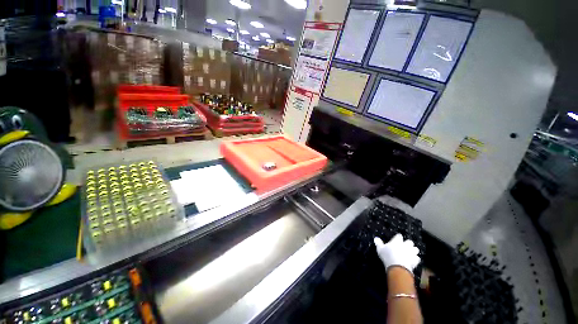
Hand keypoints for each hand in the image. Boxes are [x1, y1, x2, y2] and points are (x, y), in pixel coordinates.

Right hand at [374, 233, 420, 274]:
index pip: (399, 236)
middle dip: (408, 243)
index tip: (397, 239)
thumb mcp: (380, 249)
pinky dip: (415, 259)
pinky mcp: (415, 260)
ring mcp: (411, 253)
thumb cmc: (387, 256)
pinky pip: (417, 258)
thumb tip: (376, 238)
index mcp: (397, 241)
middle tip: (405, 246)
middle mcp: (405, 245)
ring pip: (415, 249)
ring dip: (413, 250)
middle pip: (409, 242)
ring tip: (411, 252)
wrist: (398, 267)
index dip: (398, 237)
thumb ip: (379, 243)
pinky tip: (413, 260)